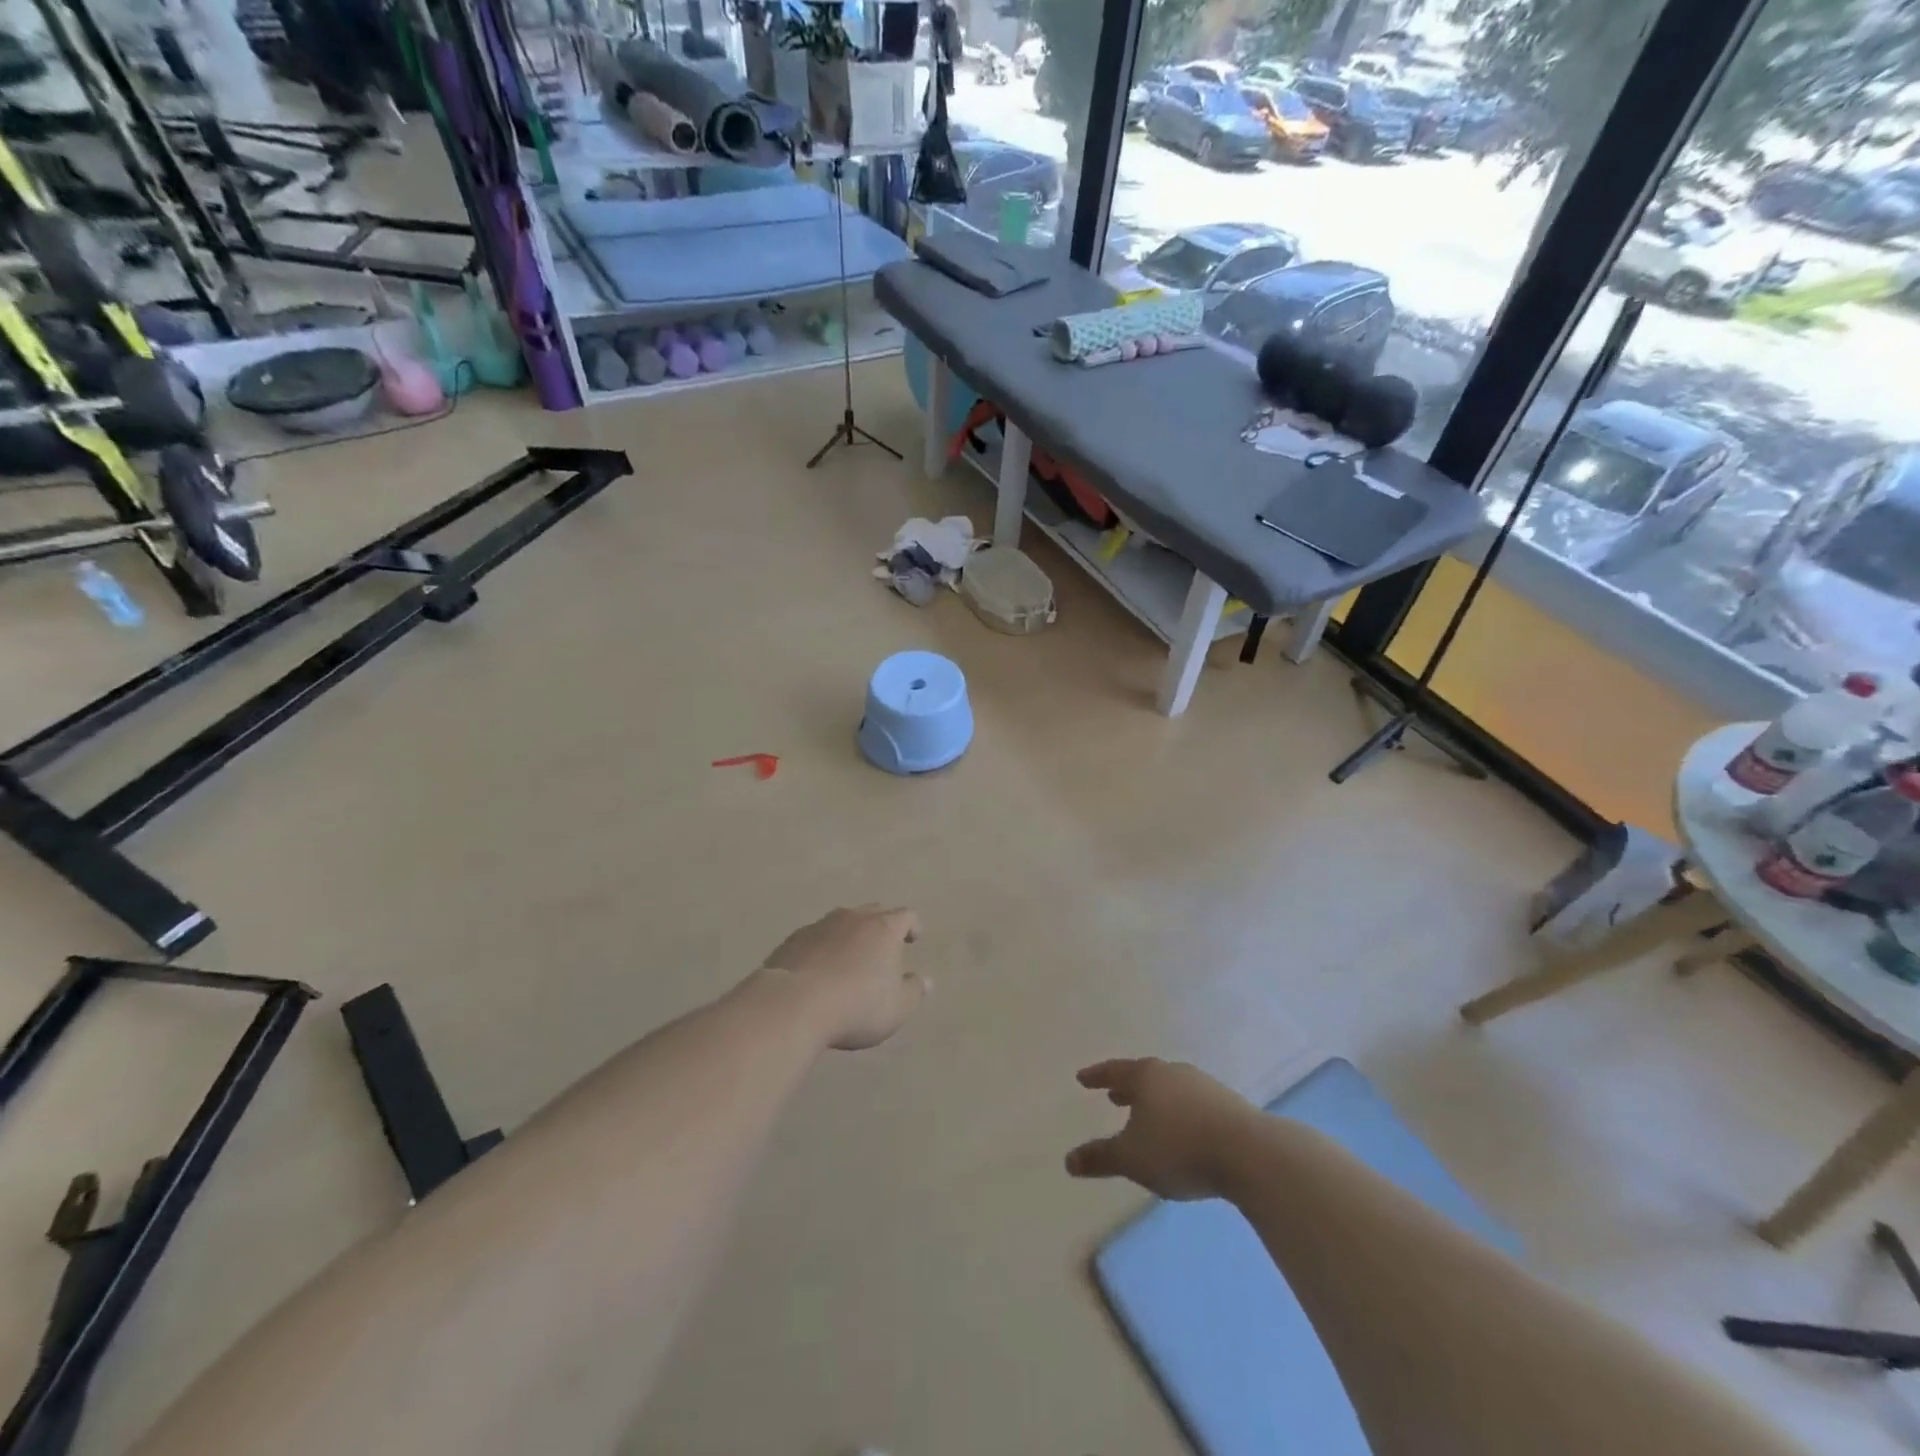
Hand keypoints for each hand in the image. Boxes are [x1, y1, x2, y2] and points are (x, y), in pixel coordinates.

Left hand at [759, 905, 929, 1050]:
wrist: (793, 1004)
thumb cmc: (856, 1006)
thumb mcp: (897, 1008)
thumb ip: (914, 992)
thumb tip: (925, 980)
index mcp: (884, 928)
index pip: (905, 915)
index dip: (913, 926)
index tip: (914, 938)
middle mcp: (853, 918)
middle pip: (874, 911)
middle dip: (882, 924)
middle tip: (885, 944)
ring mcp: (820, 925)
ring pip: (842, 921)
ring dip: (850, 934)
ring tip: (851, 955)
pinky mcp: (793, 939)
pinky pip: (816, 936)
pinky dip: (824, 946)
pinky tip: (820, 967)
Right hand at [1065, 1058, 1258, 1200]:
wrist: (1249, 1153)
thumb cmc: (1179, 1148)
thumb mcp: (1132, 1158)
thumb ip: (1100, 1158)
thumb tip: (1068, 1161)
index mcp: (1146, 1076)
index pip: (1114, 1070)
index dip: (1097, 1076)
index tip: (1083, 1078)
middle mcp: (1173, 1073)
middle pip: (1144, 1076)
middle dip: (1127, 1086)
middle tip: (1113, 1095)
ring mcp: (1203, 1086)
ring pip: (1170, 1088)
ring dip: (1155, 1099)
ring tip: (1147, 1114)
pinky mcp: (1228, 1105)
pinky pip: (1192, 1102)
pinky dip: (1178, 1111)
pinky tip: (1182, 1129)